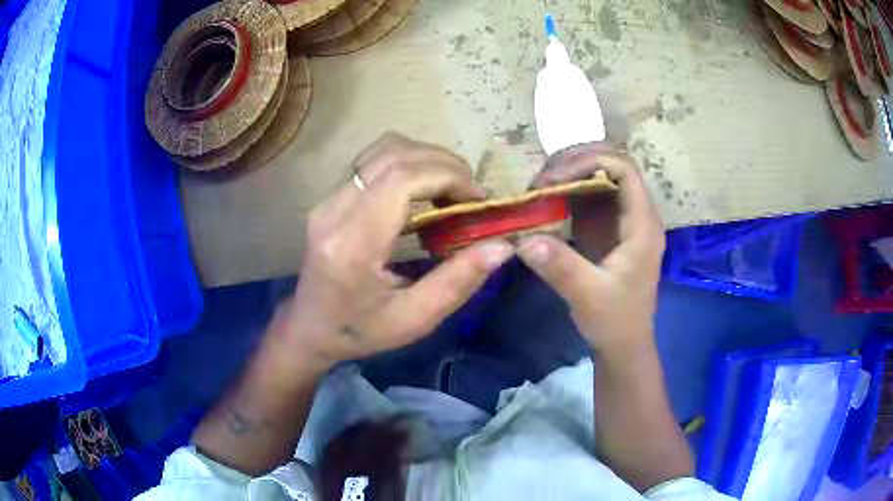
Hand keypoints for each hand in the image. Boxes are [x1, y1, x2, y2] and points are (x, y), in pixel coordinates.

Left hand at [276, 133, 514, 370]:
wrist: (310, 328)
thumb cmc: (360, 331)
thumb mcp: (414, 319)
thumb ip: (458, 282)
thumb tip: (502, 245)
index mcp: (353, 244)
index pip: (401, 179)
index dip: (447, 176)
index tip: (476, 200)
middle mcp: (334, 211)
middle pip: (394, 155)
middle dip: (444, 165)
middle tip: (470, 195)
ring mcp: (328, 199)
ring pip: (383, 149)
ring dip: (426, 158)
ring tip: (450, 188)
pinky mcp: (330, 197)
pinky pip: (373, 160)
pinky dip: (407, 162)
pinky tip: (422, 189)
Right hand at [517, 142, 664, 355]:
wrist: (624, 344)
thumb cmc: (615, 321)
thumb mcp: (588, 296)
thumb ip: (561, 267)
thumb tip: (524, 239)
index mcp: (642, 225)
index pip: (624, 170)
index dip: (589, 161)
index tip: (554, 178)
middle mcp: (637, 214)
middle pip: (612, 166)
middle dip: (575, 163)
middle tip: (541, 180)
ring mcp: (625, 220)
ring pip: (601, 177)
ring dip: (570, 175)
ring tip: (540, 188)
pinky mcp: (611, 229)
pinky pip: (592, 198)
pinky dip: (569, 193)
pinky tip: (548, 203)